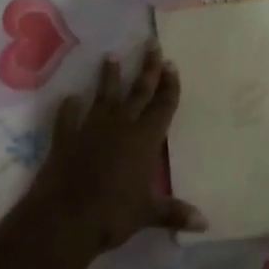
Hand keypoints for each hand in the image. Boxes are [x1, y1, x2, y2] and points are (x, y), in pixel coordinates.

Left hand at [21, 43, 205, 257]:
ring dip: (109, 78)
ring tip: (110, 56)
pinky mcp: (65, 140)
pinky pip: (67, 118)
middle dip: (147, 69)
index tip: (171, 64)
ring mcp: (90, 130)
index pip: (161, 107)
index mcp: (144, 141)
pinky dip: (68, 108)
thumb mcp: (147, 214)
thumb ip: (174, 212)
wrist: (63, 220)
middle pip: (138, 93)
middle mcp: (120, 127)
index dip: (168, 86)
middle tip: (152, 45)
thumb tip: (205, 223)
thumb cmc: (112, 215)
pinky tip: (69, 98)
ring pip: (104, 97)